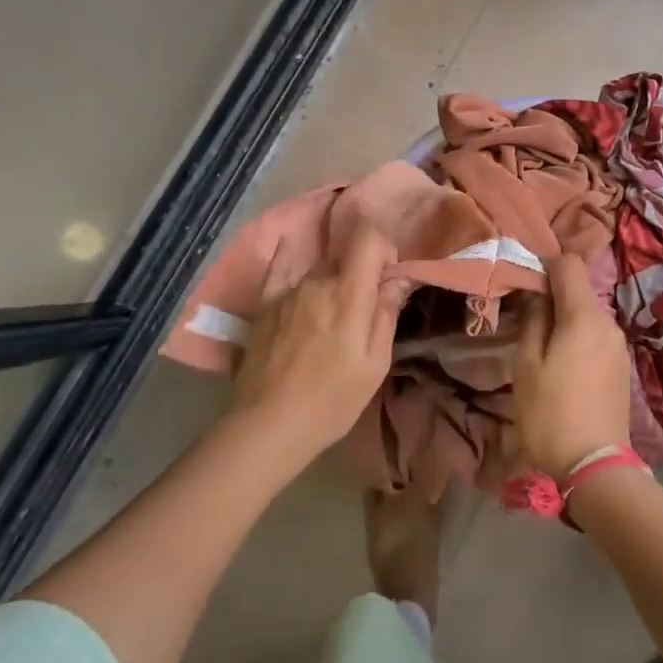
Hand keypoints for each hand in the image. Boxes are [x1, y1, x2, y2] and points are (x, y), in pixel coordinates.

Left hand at [232, 224, 403, 466]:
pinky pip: (278, 269)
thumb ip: (386, 313)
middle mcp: (318, 281)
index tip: (388, 274)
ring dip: (332, 283)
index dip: (384, 246)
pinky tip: (289, 245)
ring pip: (319, 271)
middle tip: (364, 309)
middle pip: (346, 257)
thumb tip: (397, 278)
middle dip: (361, 273)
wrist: (269, 424)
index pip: (369, 237)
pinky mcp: (264, 305)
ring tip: (330, 320)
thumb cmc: (332, 399)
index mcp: (349, 293)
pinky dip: (288, 257)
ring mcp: (287, 291)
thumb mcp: (375, 363)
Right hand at [513, 254, 632, 480]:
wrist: (595, 465)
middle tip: (525, 318)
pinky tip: (563, 365)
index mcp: (584, 316)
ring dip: (565, 320)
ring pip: (588, 316)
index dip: (545, 265)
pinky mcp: (622, 367)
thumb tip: (538, 297)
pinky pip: (597, 337)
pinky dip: (578, 338)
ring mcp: (619, 346)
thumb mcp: (527, 365)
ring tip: (541, 346)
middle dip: (553, 296)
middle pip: (580, 291)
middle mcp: (608, 323)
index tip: (524, 282)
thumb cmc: (551, 413)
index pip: (569, 264)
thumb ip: (533, 322)